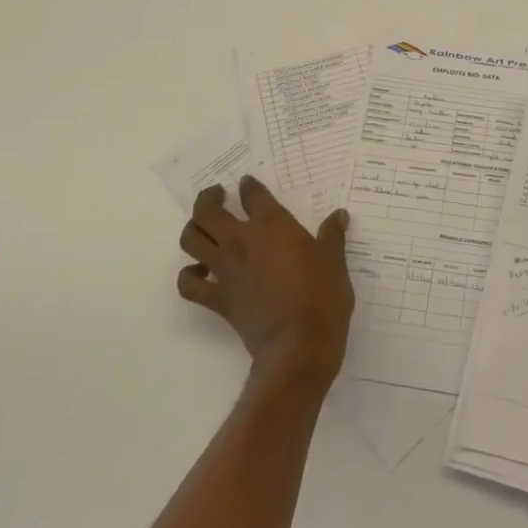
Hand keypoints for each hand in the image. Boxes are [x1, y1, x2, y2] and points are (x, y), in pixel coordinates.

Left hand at [178, 175, 354, 391]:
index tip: (248, 184)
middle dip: (208, 198)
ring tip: (203, 227)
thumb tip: (339, 215)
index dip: (249, 186)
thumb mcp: (334, 261)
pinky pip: (189, 284)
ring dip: (193, 229)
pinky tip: (198, 273)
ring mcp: (225, 270)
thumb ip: (332, 235)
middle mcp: (242, 241)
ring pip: (191, 240)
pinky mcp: (217, 299)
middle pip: (208, 211)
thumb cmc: (322, 296)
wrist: (299, 343)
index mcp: (272, 225)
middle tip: (217, 195)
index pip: (253, 195)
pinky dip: (188, 276)